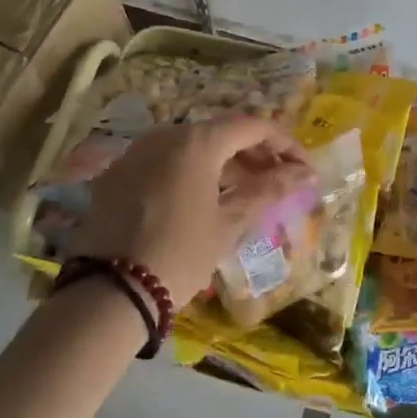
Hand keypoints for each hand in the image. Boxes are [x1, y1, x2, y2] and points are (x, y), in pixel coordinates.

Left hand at [75, 119, 313, 305]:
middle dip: (253, 154)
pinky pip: (164, 162)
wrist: (111, 291)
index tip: (303, 169)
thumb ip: (269, 189)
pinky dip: (190, 173)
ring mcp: (136, 152)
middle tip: (278, 182)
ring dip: (222, 164)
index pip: (252, 127)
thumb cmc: (181, 254)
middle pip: (220, 133)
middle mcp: (164, 135)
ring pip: (190, 147)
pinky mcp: (116, 174)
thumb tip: (306, 173)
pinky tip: (202, 201)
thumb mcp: (229, 223)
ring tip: (244, 194)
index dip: (284, 144)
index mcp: (197, 142)